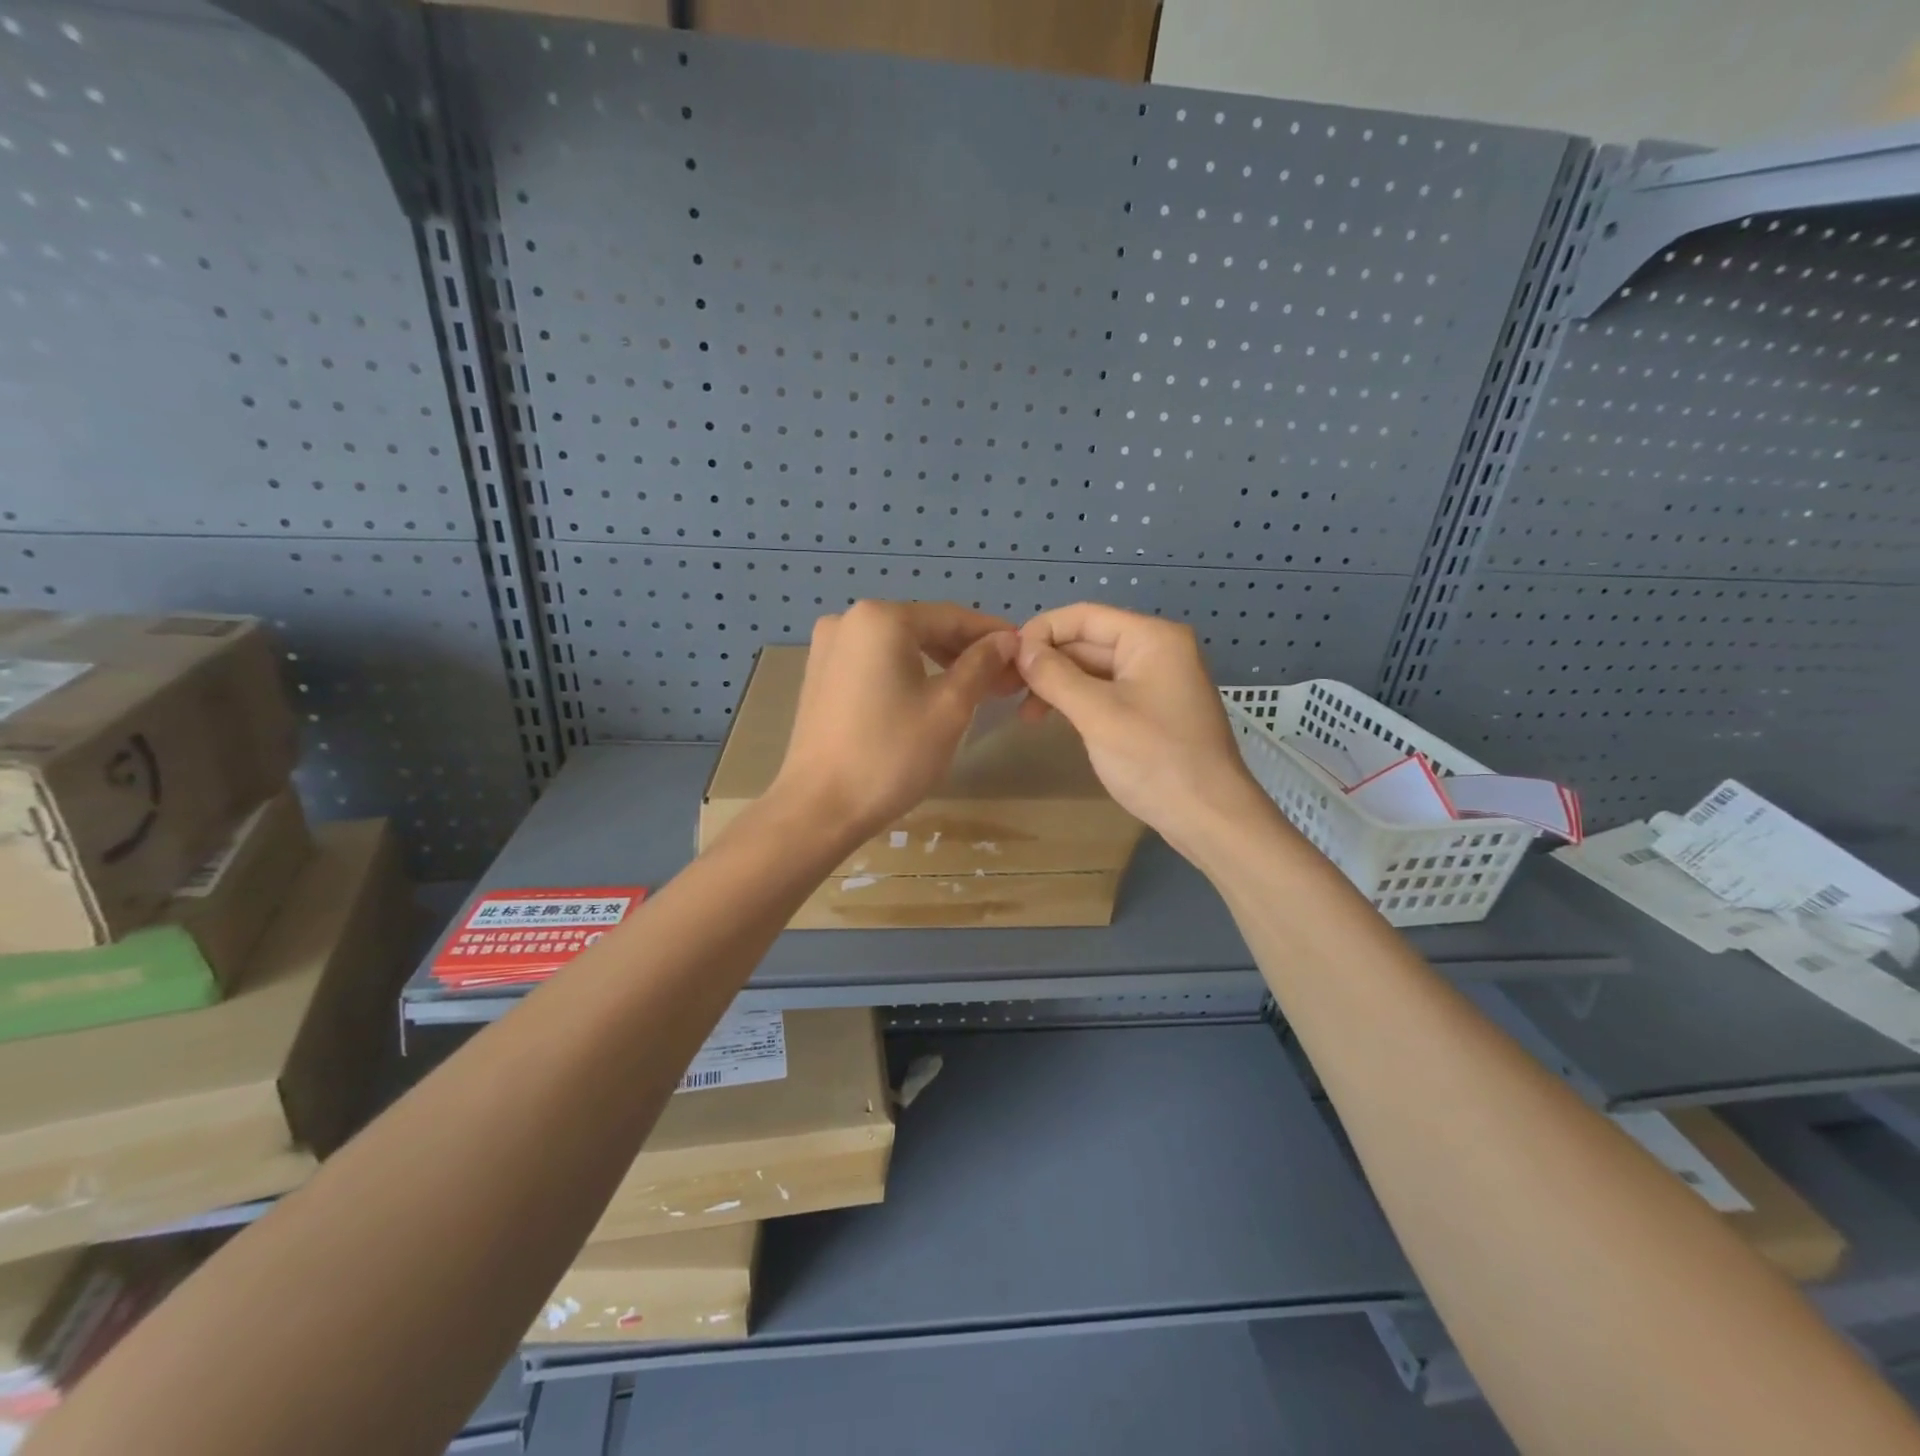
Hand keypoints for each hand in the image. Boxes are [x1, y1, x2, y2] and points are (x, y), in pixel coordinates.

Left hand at [771, 600, 1020, 842]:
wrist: (819, 808)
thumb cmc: (891, 755)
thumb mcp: (949, 708)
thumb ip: (981, 665)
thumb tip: (1007, 640)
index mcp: (881, 618)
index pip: (953, 617)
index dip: (994, 636)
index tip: (1025, 655)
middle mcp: (849, 620)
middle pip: (924, 628)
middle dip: (967, 652)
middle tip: (1004, 680)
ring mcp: (828, 647)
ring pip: (900, 646)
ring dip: (939, 663)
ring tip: (974, 691)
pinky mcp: (820, 675)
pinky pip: (876, 662)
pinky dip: (907, 673)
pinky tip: (929, 696)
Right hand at [1016, 604, 1269, 858]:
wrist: (1209, 817)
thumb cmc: (1155, 760)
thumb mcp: (1098, 715)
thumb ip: (1055, 676)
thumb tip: (1019, 648)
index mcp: (1151, 638)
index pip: (1084, 616)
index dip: (1040, 632)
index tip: (1004, 659)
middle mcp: (1156, 650)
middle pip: (1087, 641)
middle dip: (1046, 662)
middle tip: (1005, 691)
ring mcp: (1155, 681)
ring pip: (1093, 669)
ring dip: (1057, 685)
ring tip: (1025, 715)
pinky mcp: (1151, 709)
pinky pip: (1105, 692)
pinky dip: (1076, 701)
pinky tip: (1053, 720)